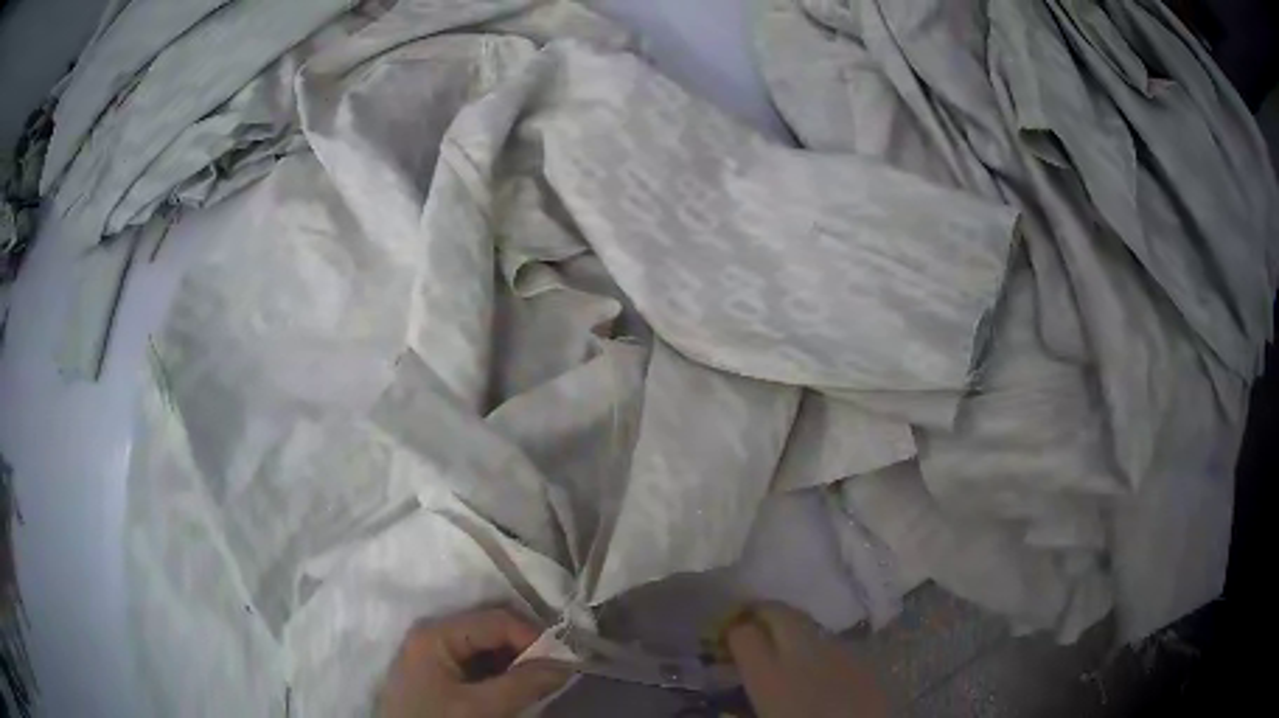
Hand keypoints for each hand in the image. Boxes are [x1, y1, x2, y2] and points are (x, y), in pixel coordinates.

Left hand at [377, 608, 568, 717]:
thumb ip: (523, 684)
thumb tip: (567, 663)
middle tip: (557, 670)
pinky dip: (502, 673)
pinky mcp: (439, 675)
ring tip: (540, 681)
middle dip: (526, 648)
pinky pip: (478, 664)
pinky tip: (517, 687)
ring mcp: (435, 655)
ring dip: (517, 662)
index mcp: (437, 633)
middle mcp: (434, 634)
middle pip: (491, 630)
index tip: (565, 661)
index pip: (497, 619)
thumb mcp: (480, 708)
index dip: (534, 637)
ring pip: (487, 648)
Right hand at [724, 603, 888, 717]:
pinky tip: (822, 669)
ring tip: (788, 650)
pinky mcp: (865, 656)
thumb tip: (734, 693)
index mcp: (770, 674)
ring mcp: (839, 649)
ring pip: (810, 625)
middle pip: (779, 611)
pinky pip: (835, 643)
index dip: (732, 631)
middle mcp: (804, 651)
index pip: (742, 632)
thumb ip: (745, 702)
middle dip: (763, 613)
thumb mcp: (763, 716)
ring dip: (794, 631)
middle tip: (752, 626)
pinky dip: (822, 648)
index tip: (726, 637)